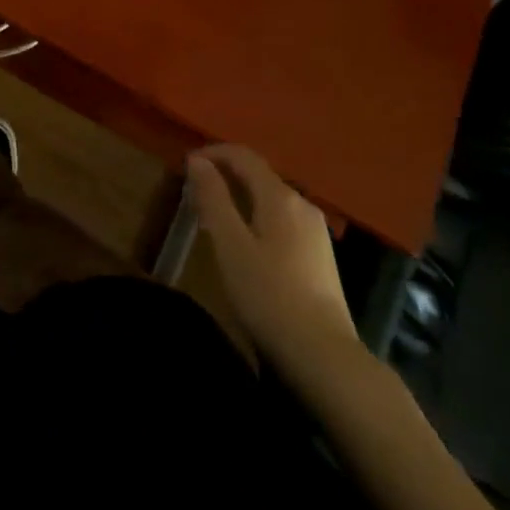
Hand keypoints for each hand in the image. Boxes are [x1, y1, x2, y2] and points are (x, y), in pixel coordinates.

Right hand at [187, 144, 358, 375]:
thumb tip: (197, 161)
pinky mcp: (320, 255)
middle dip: (225, 174)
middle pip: (258, 174)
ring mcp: (316, 230)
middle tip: (194, 192)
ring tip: (214, 216)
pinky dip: (257, 215)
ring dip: (240, 196)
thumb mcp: (229, 244)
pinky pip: (282, 218)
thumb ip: (213, 198)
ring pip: (271, 198)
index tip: (185, 165)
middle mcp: (302, 204)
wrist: (325, 356)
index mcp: (280, 196)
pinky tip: (245, 241)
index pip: (243, 155)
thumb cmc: (268, 295)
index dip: (212, 153)